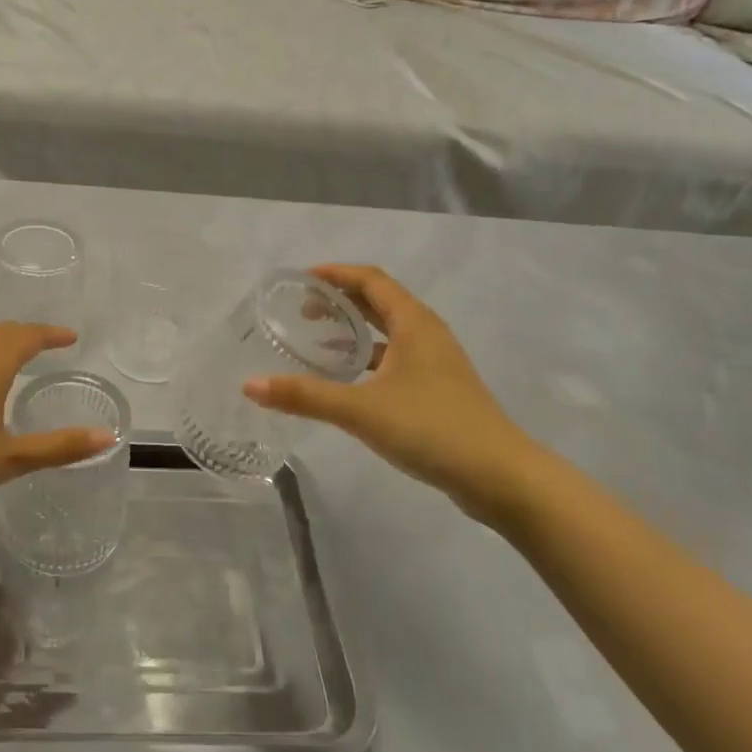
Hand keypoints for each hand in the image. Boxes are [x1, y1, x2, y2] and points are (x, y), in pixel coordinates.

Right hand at [243, 265, 551, 526]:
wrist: (501, 477)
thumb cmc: (432, 429)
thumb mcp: (361, 410)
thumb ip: (305, 396)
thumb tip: (249, 385)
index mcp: (414, 323)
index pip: (370, 280)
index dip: (336, 273)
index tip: (300, 278)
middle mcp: (427, 334)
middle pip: (379, 301)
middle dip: (340, 299)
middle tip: (301, 308)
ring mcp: (437, 362)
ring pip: (389, 331)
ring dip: (354, 328)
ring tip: (318, 338)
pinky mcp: (439, 389)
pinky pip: (396, 357)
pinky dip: (368, 357)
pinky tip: (349, 380)